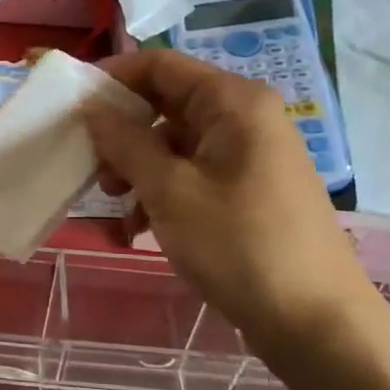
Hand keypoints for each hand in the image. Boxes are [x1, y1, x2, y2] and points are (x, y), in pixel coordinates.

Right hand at [83, 49, 379, 354]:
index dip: (112, 78)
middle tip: (92, 165)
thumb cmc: (238, 244)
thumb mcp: (169, 190)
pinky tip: (140, 228)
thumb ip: (125, 141)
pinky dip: (162, 191)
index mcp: (233, 102)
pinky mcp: (250, 189)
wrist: (317, 324)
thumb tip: (92, 107)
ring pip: (176, 142)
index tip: (72, 106)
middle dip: (122, 131)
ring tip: (115, 204)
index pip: (159, 65)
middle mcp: (245, 117)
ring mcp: (251, 154)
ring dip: (138, 167)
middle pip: (166, 103)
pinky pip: (194, 172)